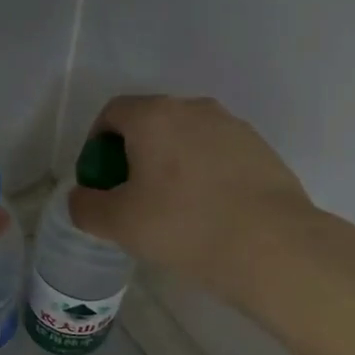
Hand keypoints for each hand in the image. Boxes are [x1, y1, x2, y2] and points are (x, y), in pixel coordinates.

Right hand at [69, 95, 334, 312]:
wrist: (272, 246)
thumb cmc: (184, 226)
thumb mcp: (118, 224)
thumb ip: (86, 206)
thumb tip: (82, 197)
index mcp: (155, 116)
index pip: (113, 113)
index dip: (96, 144)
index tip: (99, 180)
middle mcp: (195, 108)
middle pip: (151, 123)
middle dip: (134, 155)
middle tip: (131, 197)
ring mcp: (233, 127)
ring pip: (187, 139)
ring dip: (171, 164)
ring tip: (173, 208)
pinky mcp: (261, 150)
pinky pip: (218, 155)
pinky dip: (204, 174)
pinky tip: (210, 212)